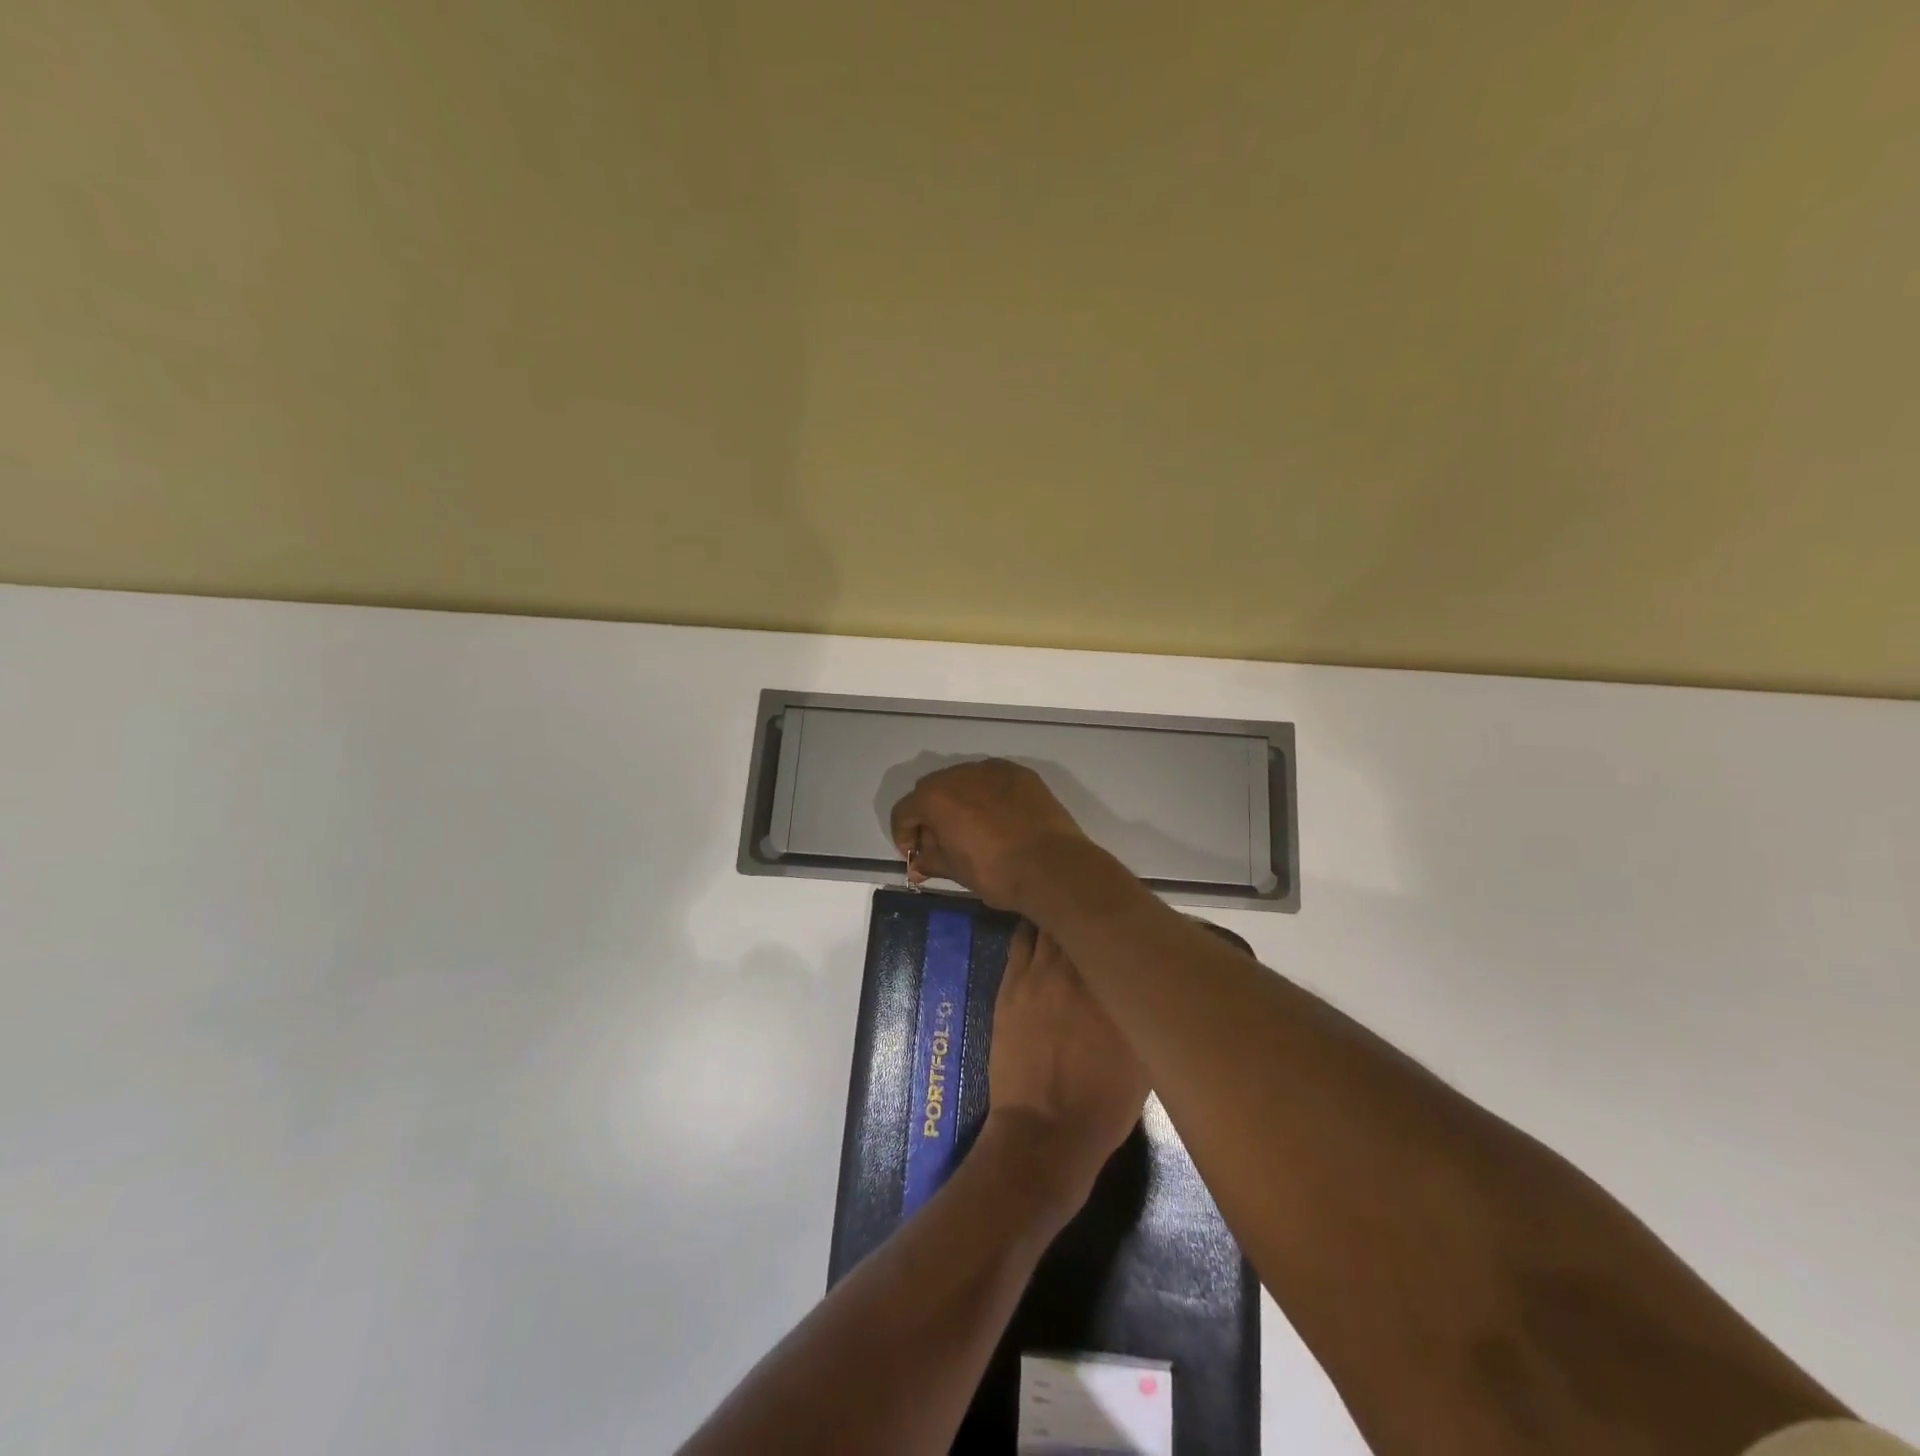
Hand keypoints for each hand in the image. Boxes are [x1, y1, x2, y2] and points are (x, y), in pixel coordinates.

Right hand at [889, 759, 1088, 911]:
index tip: (915, 855)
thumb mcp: (956, 871)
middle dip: (930, 815)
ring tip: (972, 830)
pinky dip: (987, 796)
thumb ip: (931, 861)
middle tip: (940, 844)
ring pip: (964, 781)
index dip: (904, 834)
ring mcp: (993, 769)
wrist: (1053, 866)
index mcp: (936, 797)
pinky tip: (998, 820)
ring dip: (959, 802)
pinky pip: (992, 781)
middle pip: (932, 790)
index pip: (904, 810)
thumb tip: (917, 865)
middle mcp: (960, 773)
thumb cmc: (996, 872)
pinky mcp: (1021, 774)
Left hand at [982, 923, 1148, 1211]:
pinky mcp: (1011, 983)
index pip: (1121, 935)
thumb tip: (1146, 982)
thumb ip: (1143, 1011)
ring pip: (1049, 924)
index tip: (1128, 919)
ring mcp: (1039, 974)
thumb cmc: (1104, 1104)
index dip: (1123, 923)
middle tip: (1097, 908)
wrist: (1045, 1130)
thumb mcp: (1144, 1059)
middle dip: (1091, 912)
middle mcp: (1078, 971)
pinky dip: (1033, 928)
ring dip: (1059, 916)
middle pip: (1083, 921)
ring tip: (1067, 910)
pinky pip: (1021, 939)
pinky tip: (1039, 925)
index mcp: (1116, 989)